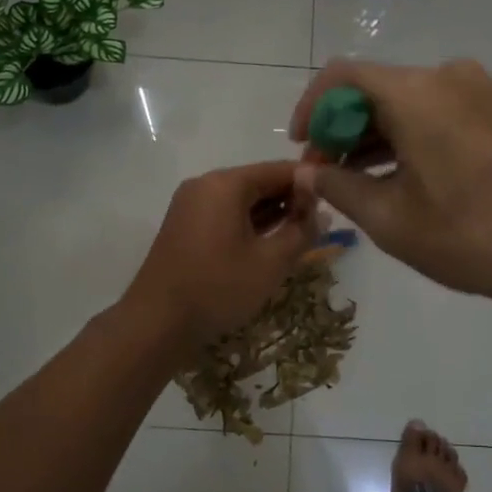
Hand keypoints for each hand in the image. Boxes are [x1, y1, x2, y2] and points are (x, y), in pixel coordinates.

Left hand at [122, 161, 315, 351]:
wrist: (156, 322)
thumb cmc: (218, 288)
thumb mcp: (270, 262)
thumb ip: (301, 231)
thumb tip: (321, 212)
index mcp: (225, 184)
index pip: (279, 169)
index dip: (310, 183)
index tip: (335, 201)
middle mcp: (205, 184)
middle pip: (259, 182)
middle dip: (290, 200)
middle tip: (319, 224)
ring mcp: (190, 205)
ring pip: (242, 200)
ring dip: (271, 214)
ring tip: (299, 236)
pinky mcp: (184, 225)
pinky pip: (224, 214)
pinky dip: (248, 224)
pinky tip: (268, 244)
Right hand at [288, 59, 491, 313]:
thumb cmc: (476, 235)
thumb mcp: (393, 220)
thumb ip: (340, 188)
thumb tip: (311, 172)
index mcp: (415, 92)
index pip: (341, 77)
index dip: (311, 109)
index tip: (302, 149)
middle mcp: (449, 76)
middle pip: (377, 89)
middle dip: (343, 129)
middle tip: (328, 176)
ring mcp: (485, 92)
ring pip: (411, 103)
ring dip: (378, 136)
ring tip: (363, 184)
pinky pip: (442, 113)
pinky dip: (413, 138)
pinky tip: (409, 179)